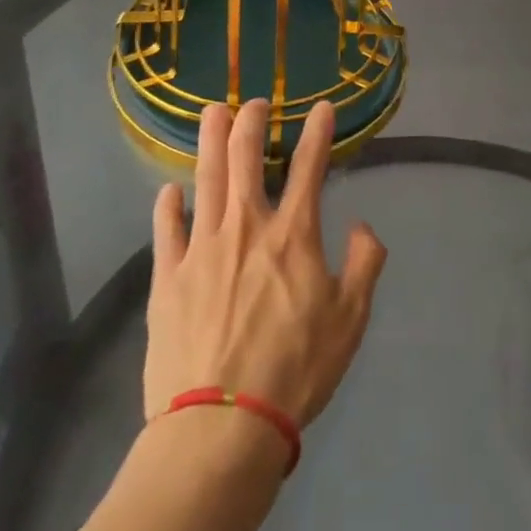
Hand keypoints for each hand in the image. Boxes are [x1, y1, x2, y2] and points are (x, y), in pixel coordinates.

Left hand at [144, 99, 386, 435]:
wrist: (221, 428)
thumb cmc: (295, 371)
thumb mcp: (350, 320)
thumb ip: (364, 264)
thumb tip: (363, 226)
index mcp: (292, 235)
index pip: (310, 167)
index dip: (318, 132)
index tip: (322, 107)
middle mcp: (246, 227)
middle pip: (245, 159)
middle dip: (251, 122)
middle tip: (254, 103)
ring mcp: (202, 249)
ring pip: (205, 180)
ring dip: (209, 142)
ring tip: (212, 113)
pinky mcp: (168, 279)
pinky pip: (166, 231)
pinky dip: (168, 206)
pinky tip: (169, 191)